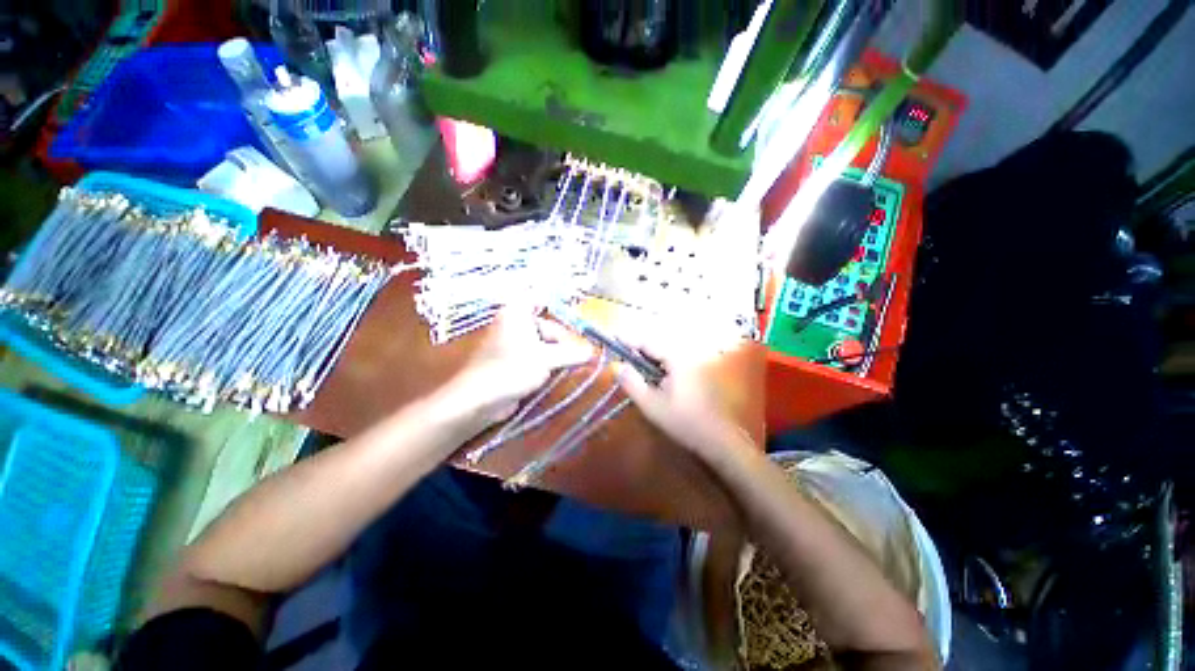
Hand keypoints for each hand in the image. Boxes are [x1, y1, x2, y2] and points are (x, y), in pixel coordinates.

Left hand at [437, 308, 593, 433]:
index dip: (559, 301)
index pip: (540, 297)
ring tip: (572, 364)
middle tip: (581, 353)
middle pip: (546, 325)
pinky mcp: (512, 361)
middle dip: (563, 339)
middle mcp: (514, 323)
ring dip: (557, 353)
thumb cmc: (512, 370)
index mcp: (517, 313)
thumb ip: (572, 353)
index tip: (579, 313)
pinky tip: (558, 372)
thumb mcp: (547, 359)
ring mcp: (512, 343)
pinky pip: (535, 356)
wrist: (479, 400)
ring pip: (542, 342)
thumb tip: (592, 352)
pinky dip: (547, 362)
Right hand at [612, 318, 748, 461]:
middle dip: (637, 346)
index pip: (648, 341)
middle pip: (656, 344)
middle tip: (619, 353)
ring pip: (664, 352)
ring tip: (630, 363)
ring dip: (647, 356)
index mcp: (676, 359)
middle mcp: (687, 355)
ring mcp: (694, 363)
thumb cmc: (683, 421)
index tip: (612, 337)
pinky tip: (650, 375)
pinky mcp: (696, 371)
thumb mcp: (651, 405)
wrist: (718, 438)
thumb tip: (617, 366)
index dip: (628, 338)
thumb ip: (632, 383)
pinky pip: (672, 360)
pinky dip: (657, 363)